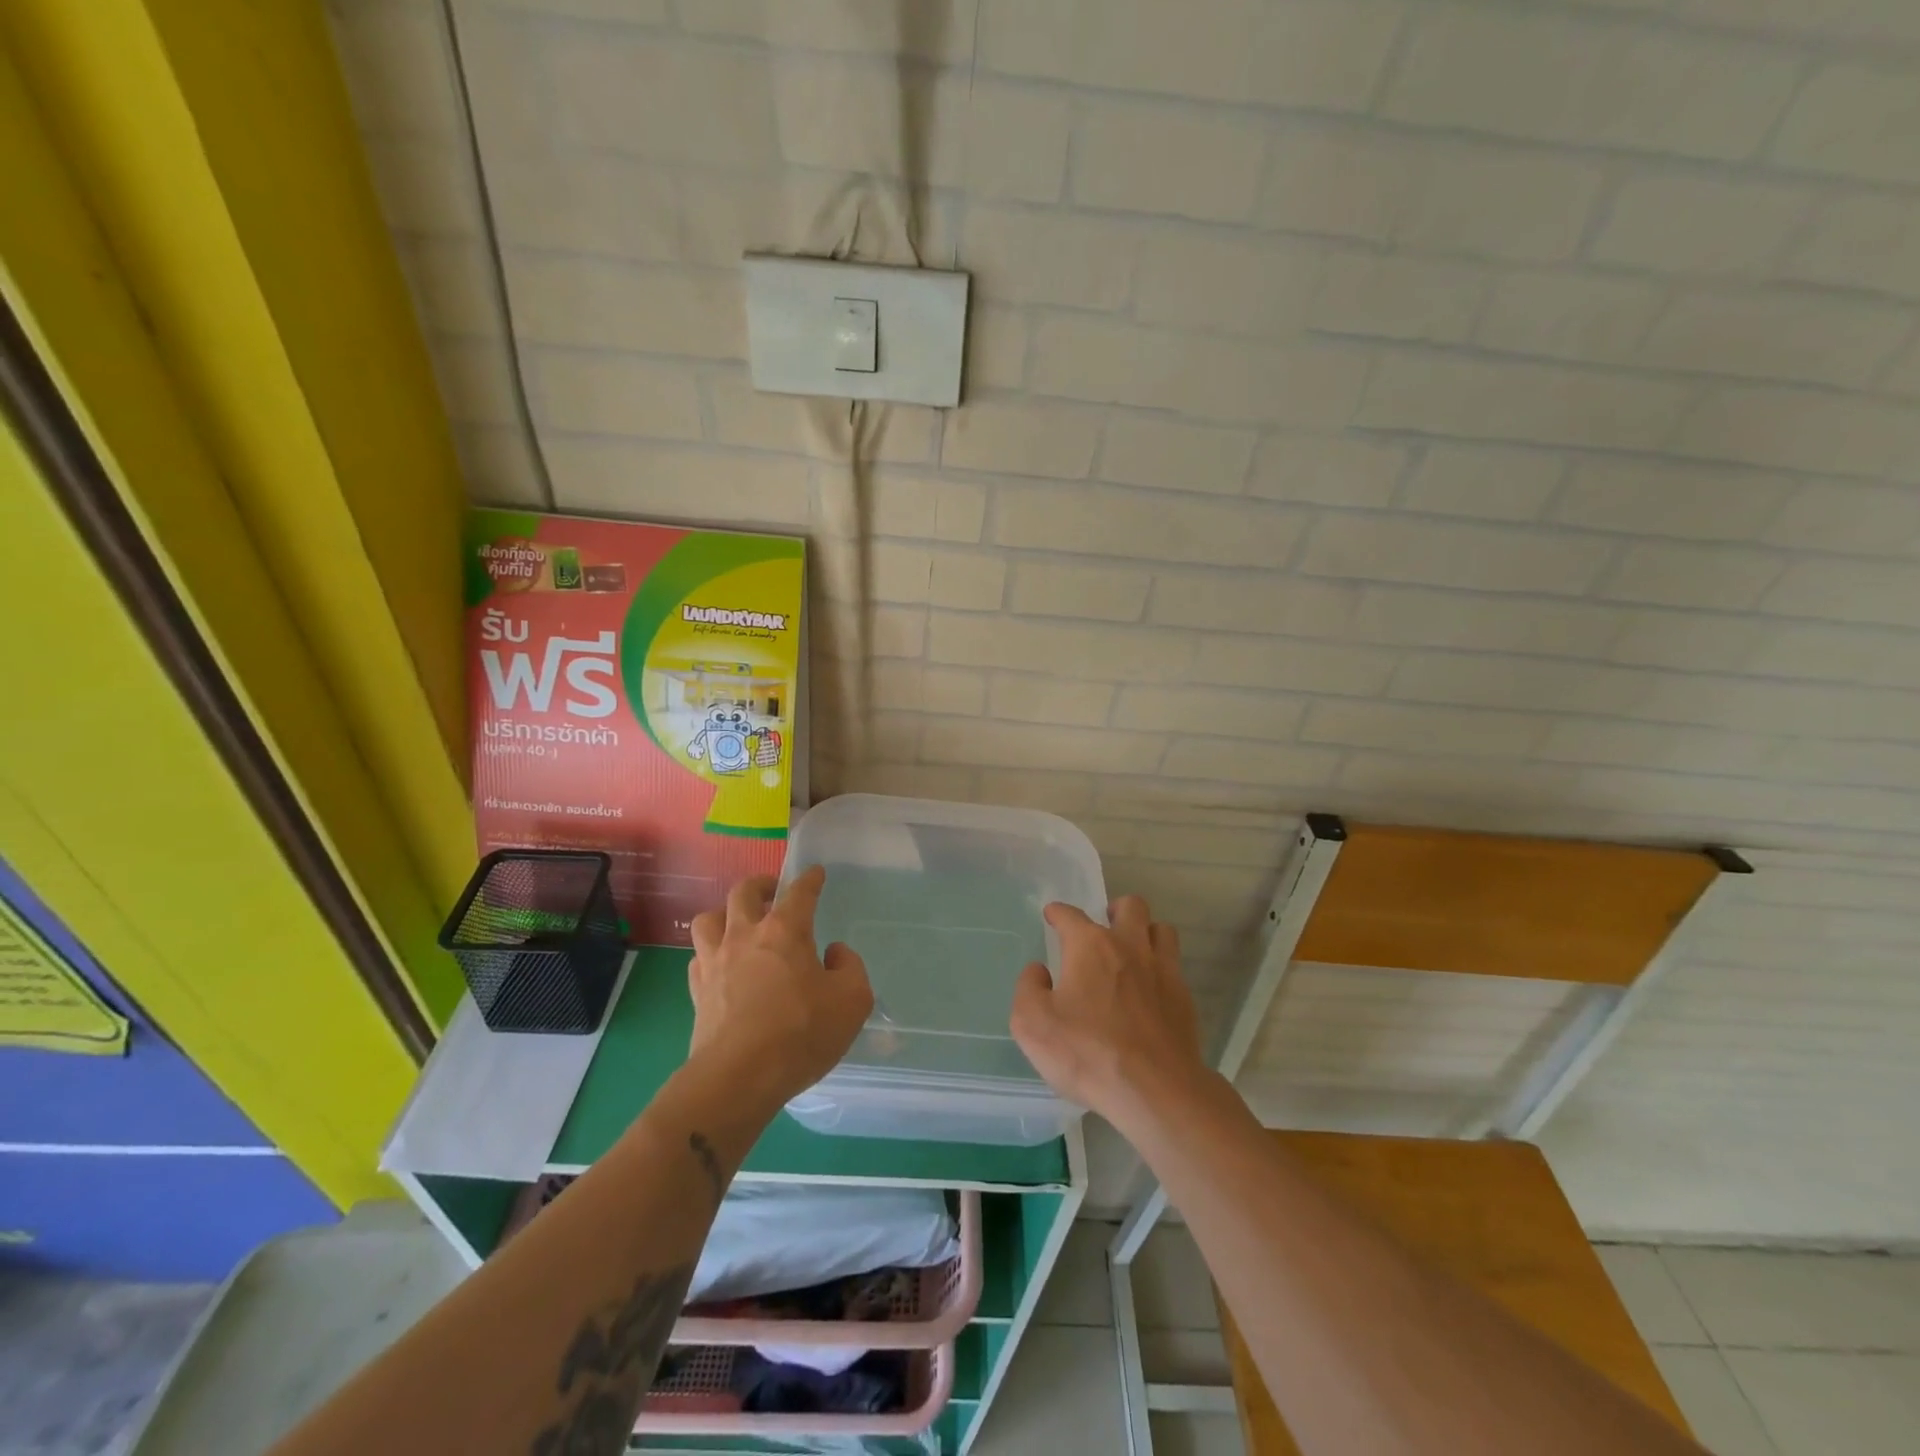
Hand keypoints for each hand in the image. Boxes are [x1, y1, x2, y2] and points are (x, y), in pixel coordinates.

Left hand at [688, 867, 872, 1106]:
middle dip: (760, 885)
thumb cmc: (801, 1032)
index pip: (800, 892)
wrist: (739, 1077)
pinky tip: (722, 965)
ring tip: (738, 924)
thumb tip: (834, 954)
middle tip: (772, 892)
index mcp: (786, 930)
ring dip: (724, 914)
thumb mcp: (852, 1000)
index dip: (810, 879)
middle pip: (743, 892)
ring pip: (708, 918)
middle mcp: (746, 935)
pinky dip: (710, 952)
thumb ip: (850, 968)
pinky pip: (698, 957)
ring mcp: (715, 961)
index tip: (815, 873)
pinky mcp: (697, 991)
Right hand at [1010, 896, 1208, 1132]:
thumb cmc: (1087, 1052)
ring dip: (1145, 932)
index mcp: (1089, 946)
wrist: (1155, 1089)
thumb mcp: (1032, 1024)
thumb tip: (1039, 971)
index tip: (1052, 915)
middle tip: (1104, 926)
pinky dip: (1161, 967)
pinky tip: (1151, 989)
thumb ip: (1028, 988)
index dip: (1057, 912)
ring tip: (1133, 950)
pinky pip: (1174, 965)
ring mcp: (1162, 969)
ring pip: (1161, 930)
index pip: (1070, 915)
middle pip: (1130, 906)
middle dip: (1115, 910)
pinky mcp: (1184, 997)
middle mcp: (1129, 946)